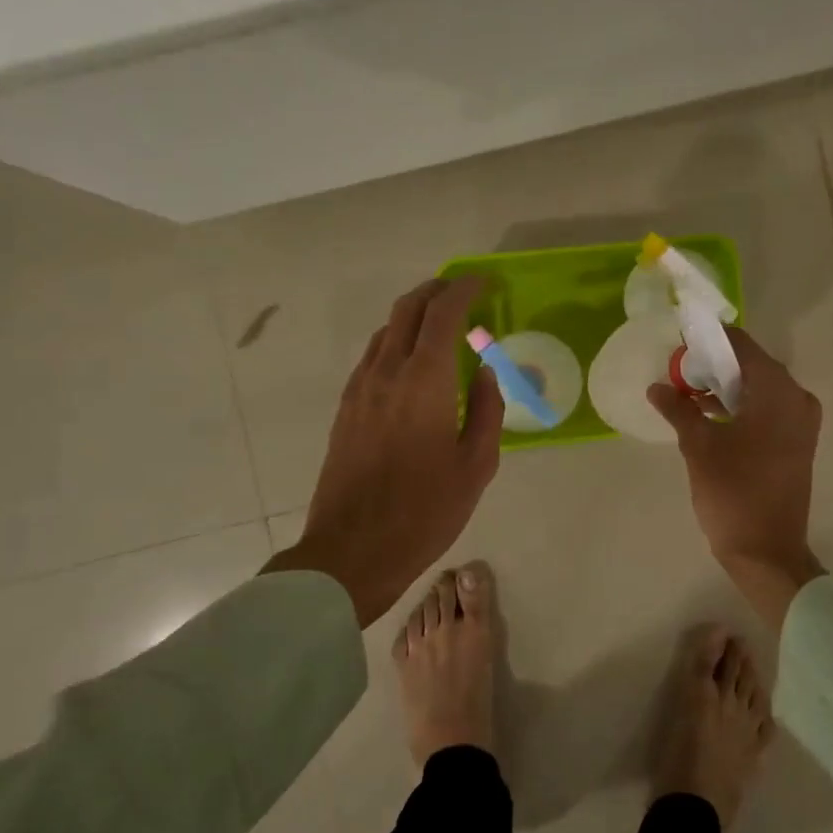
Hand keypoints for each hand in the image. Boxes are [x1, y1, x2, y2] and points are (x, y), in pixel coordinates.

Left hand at [266, 277, 502, 627]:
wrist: (353, 550)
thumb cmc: (425, 511)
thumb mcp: (476, 465)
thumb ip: (486, 410)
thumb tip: (484, 372)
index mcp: (425, 382)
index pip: (443, 314)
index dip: (465, 289)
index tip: (485, 282)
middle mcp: (387, 372)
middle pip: (407, 309)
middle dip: (436, 290)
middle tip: (463, 291)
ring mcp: (360, 388)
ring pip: (386, 330)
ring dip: (414, 314)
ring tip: (441, 323)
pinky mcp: (346, 407)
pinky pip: (373, 356)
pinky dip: (397, 341)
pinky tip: (413, 363)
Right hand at [649, 327, 825, 630]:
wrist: (768, 552)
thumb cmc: (733, 494)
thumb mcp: (699, 447)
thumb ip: (679, 409)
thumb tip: (656, 386)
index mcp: (777, 392)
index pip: (742, 346)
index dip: (711, 338)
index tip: (681, 339)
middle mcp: (797, 398)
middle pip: (753, 365)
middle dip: (716, 363)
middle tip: (680, 368)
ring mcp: (802, 422)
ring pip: (761, 388)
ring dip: (728, 386)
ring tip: (689, 390)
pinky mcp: (798, 442)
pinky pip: (769, 408)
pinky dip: (743, 405)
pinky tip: (711, 414)